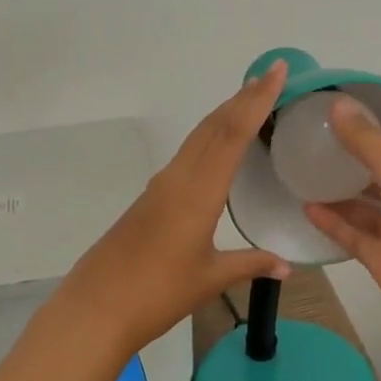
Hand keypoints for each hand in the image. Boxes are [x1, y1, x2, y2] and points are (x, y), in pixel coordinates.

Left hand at [53, 61, 291, 357]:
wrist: (95, 309)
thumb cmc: (157, 294)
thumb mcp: (209, 279)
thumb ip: (250, 265)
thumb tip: (285, 266)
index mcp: (198, 193)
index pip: (232, 134)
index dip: (256, 100)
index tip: (277, 72)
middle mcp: (177, 179)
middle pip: (213, 126)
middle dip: (242, 98)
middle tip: (271, 76)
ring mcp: (159, 187)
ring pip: (196, 139)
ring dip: (224, 116)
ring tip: (249, 102)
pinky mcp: (148, 200)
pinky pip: (185, 157)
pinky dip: (208, 140)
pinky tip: (217, 150)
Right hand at [304, 97, 380, 357]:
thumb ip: (366, 141)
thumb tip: (336, 103)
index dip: (367, 126)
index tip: (329, 115)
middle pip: (376, 170)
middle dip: (347, 158)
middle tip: (305, 143)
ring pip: (362, 203)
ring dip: (335, 190)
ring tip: (299, 173)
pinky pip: (352, 233)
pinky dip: (331, 221)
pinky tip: (305, 207)